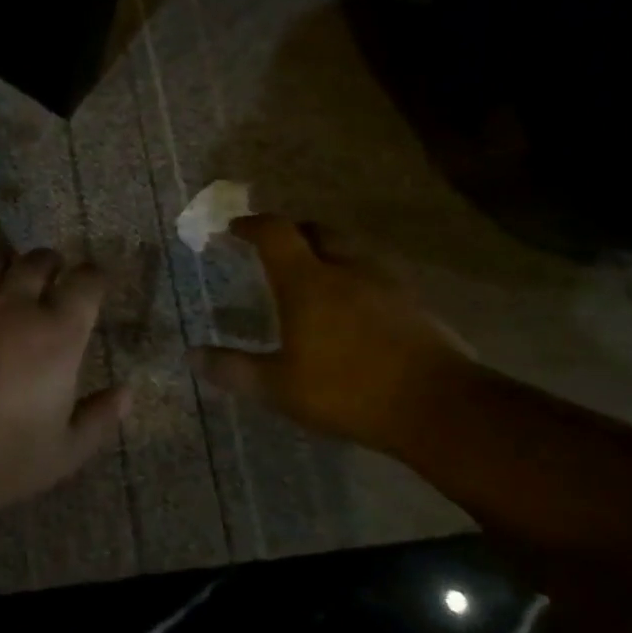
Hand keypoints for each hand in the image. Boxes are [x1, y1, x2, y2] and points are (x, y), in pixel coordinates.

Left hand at [0, 246, 129, 526]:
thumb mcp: (62, 454)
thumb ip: (98, 419)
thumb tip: (127, 392)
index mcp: (56, 334)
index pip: (87, 281)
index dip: (94, 278)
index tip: (93, 285)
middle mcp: (14, 304)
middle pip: (39, 259)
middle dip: (50, 265)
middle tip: (49, 282)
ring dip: (5, 262)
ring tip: (4, 277)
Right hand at [189, 215, 472, 449]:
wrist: (439, 407)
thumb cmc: (348, 390)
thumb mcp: (279, 387)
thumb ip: (234, 369)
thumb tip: (192, 355)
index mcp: (308, 281)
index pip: (275, 233)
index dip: (252, 225)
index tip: (235, 228)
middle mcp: (347, 269)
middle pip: (318, 230)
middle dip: (293, 232)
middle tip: (277, 248)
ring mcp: (387, 284)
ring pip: (352, 251)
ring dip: (329, 253)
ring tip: (316, 276)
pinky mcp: (416, 304)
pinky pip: (378, 276)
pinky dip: (357, 279)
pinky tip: (356, 308)